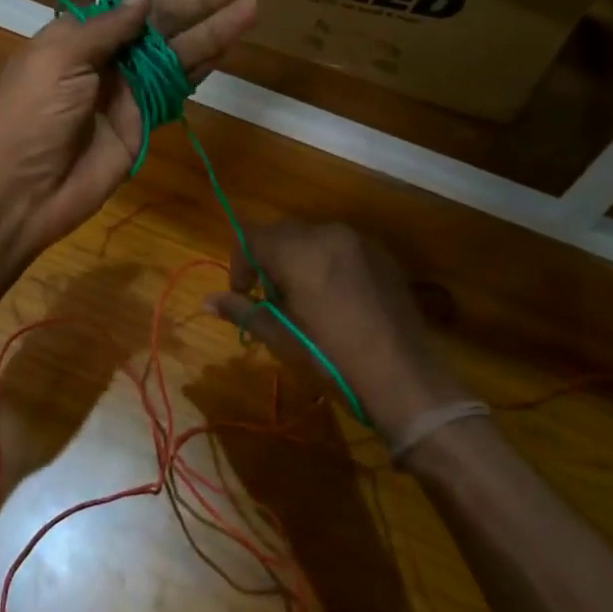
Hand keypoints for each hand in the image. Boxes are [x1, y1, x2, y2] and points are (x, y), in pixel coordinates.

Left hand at [0, 0, 257, 262]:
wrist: (24, 190)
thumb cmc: (31, 116)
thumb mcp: (59, 58)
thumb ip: (106, 28)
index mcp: (78, 38)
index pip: (131, 8)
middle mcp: (106, 61)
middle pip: (163, 27)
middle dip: (203, 6)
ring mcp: (128, 94)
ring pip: (177, 56)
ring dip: (213, 34)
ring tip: (252, 9)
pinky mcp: (143, 124)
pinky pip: (176, 91)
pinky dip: (201, 70)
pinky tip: (228, 49)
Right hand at [206, 220, 459, 436]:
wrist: (404, 378)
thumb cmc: (333, 359)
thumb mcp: (282, 337)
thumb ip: (243, 310)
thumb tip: (208, 302)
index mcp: (299, 251)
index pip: (252, 238)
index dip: (239, 264)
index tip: (244, 296)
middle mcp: (328, 234)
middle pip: (283, 234)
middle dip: (268, 260)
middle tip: (271, 300)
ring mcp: (360, 241)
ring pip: (313, 239)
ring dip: (298, 260)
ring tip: (304, 301)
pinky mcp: (383, 255)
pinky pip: (342, 248)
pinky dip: (327, 263)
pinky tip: (336, 300)